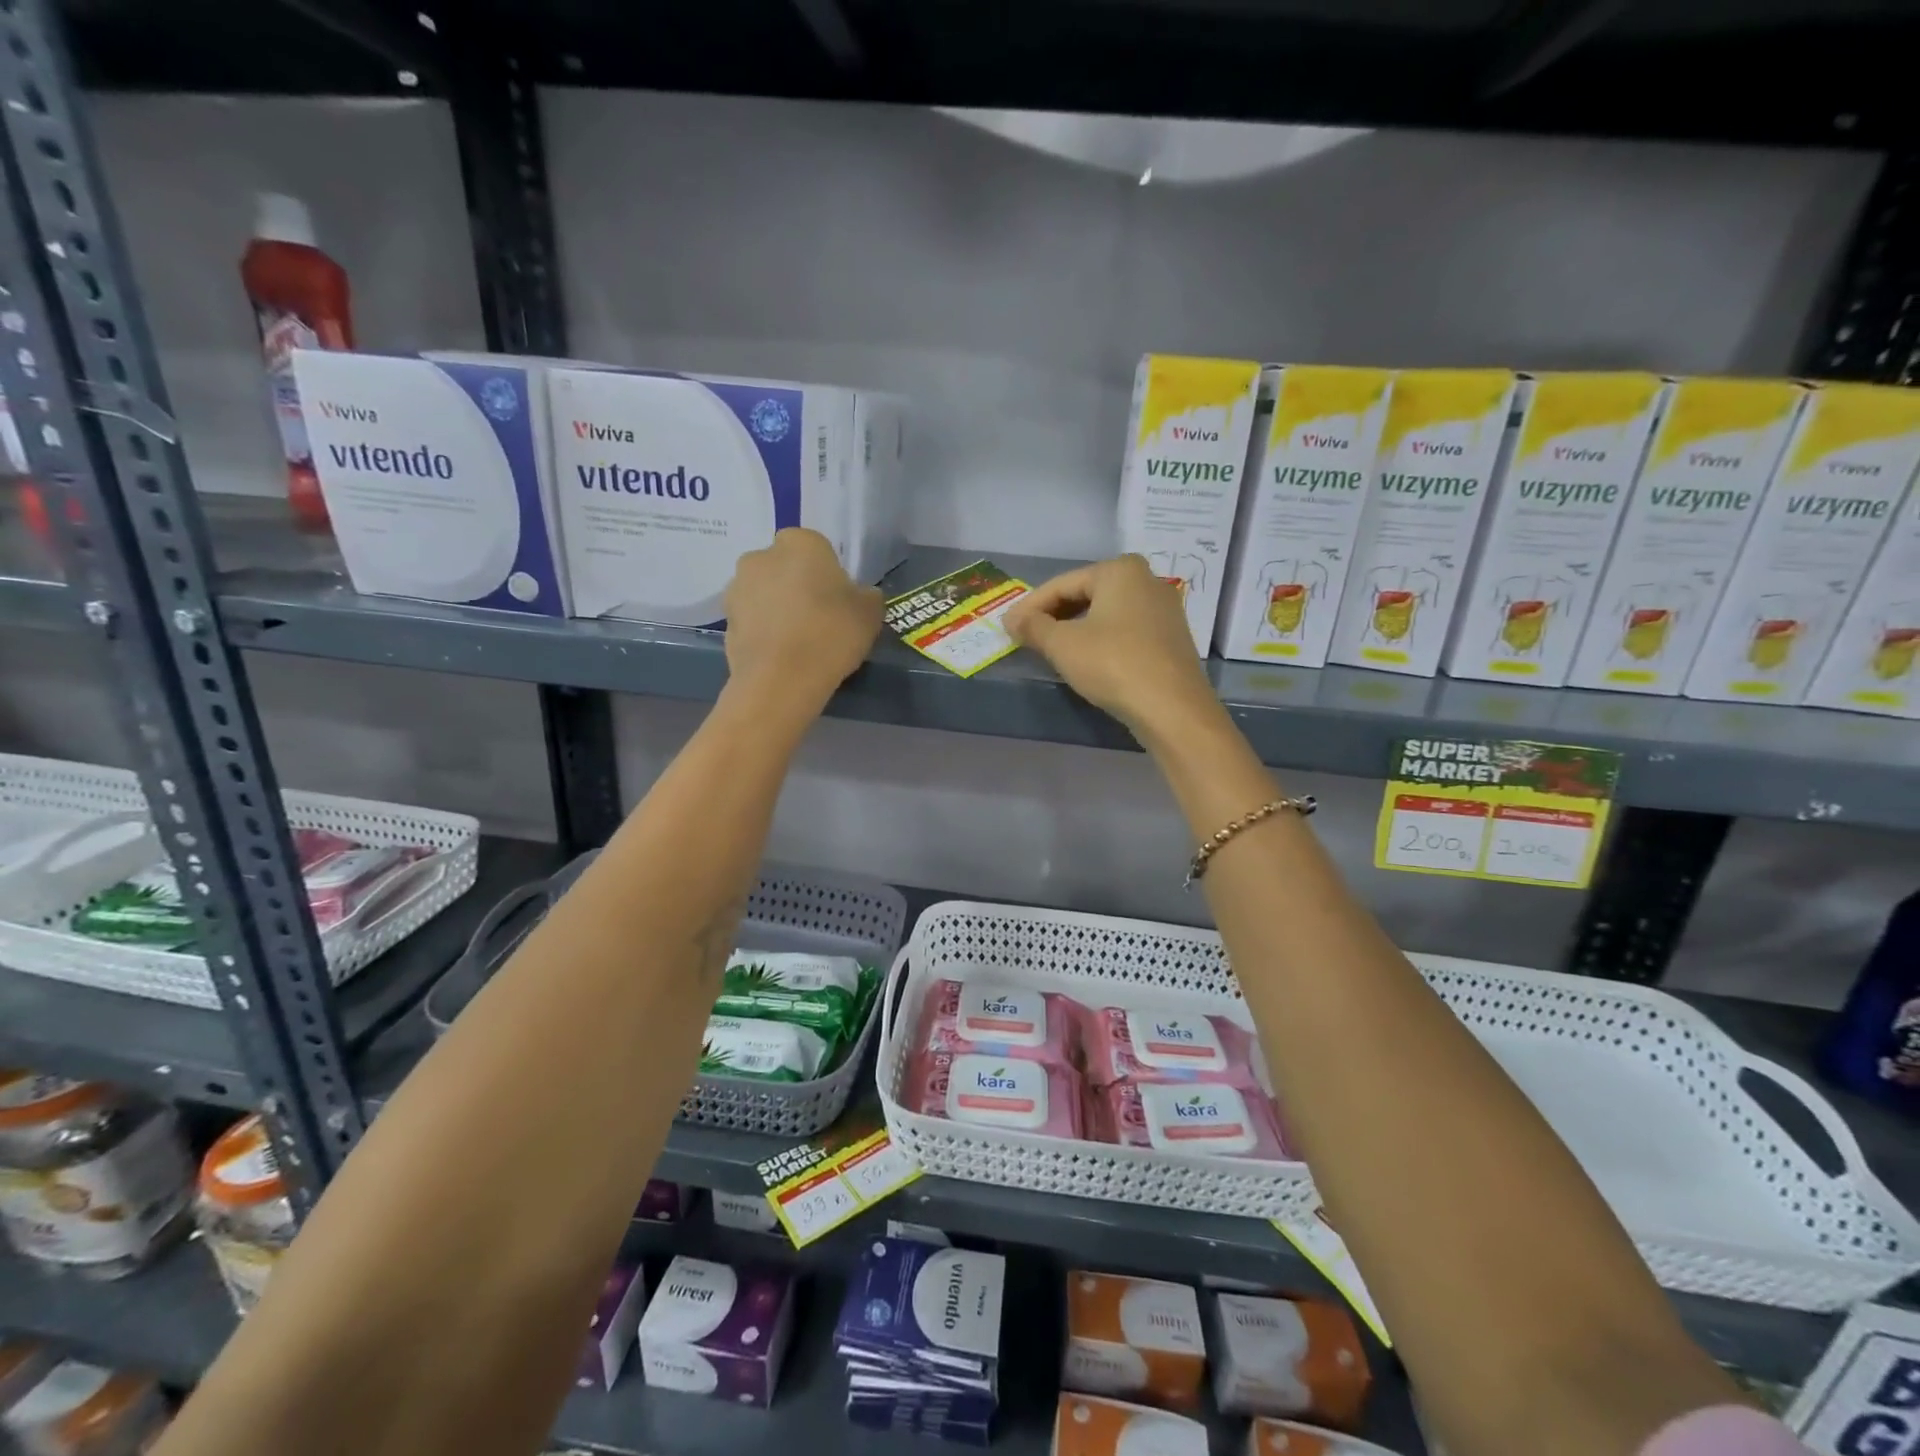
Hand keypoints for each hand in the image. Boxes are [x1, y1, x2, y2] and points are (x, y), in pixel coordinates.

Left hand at [725, 529, 881, 709]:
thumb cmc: (831, 633)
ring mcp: (737, 588)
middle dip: (797, 586)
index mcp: (799, 542)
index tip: (838, 600)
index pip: (816, 548)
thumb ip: (866, 596)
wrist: (781, 680)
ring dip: (777, 608)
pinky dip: (764, 632)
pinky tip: (781, 656)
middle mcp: (761, 556)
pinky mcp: (725, 621)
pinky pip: (752, 621)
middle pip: (785, 568)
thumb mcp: (870, 613)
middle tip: (819, 619)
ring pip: (765, 593)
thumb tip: (859, 596)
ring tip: (798, 642)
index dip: (828, 574)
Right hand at [1006, 554, 1220, 740]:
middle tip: (1026, 636)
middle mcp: (1147, 580)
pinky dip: (1100, 639)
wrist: (1172, 709)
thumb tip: (1012, 619)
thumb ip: (1033, 627)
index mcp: (1120, 570)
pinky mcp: (1171, 638)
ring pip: (1106, 613)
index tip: (1007, 626)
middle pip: (1086, 594)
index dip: (1030, 606)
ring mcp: (1164, 610)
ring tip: (1050, 648)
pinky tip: (1085, 658)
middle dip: (1054, 615)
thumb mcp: (1063, 645)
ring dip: (1076, 628)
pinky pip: (1125, 630)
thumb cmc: (1113, 665)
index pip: (1062, 585)